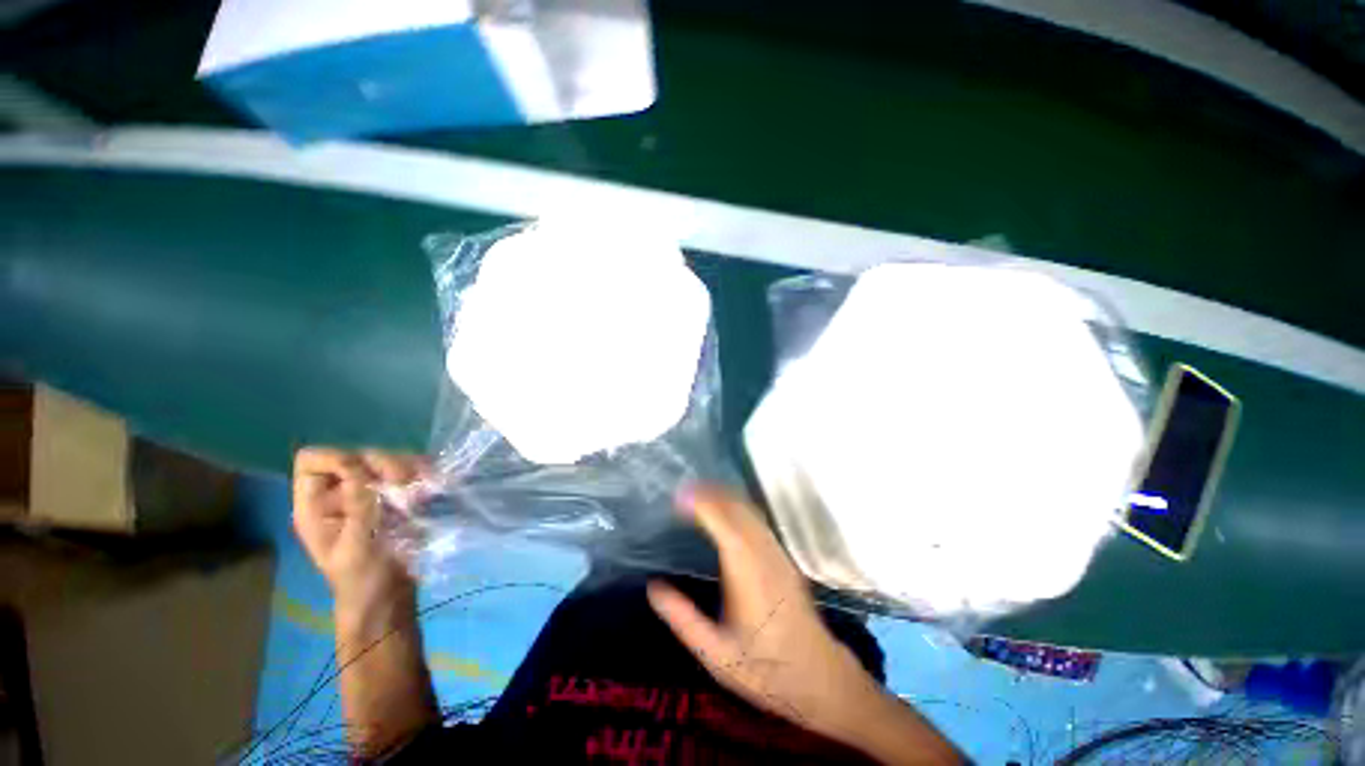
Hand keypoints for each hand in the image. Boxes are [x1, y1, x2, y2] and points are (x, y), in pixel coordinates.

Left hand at [292, 448, 425, 624]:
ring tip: (424, 481)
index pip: (313, 462)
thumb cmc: (363, 580)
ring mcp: (370, 493)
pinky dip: (422, 471)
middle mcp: (340, 493)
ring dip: (406, 466)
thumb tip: (361, 469)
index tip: (366, 474)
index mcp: (315, 506)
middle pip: (357, 455)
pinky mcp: (396, 496)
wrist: (390, 597)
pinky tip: (432, 481)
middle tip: (405, 479)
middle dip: (382, 463)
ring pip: (386, 460)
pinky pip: (408, 471)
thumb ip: (357, 508)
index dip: (337, 459)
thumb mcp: (355, 548)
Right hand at [647, 487, 961, 764]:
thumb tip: (654, 587)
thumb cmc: (765, 670)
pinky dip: (738, 505)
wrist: (819, 678)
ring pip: (751, 511)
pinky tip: (726, 509)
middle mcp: (765, 556)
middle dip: (711, 492)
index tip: (679, 496)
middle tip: (683, 489)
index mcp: (747, 575)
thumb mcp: (716, 655)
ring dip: (725, 495)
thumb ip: (683, 620)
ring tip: (699, 491)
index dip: (703, 505)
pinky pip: (758, 520)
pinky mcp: (784, 557)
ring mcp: (778, 554)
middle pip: (738, 510)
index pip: (725, 525)